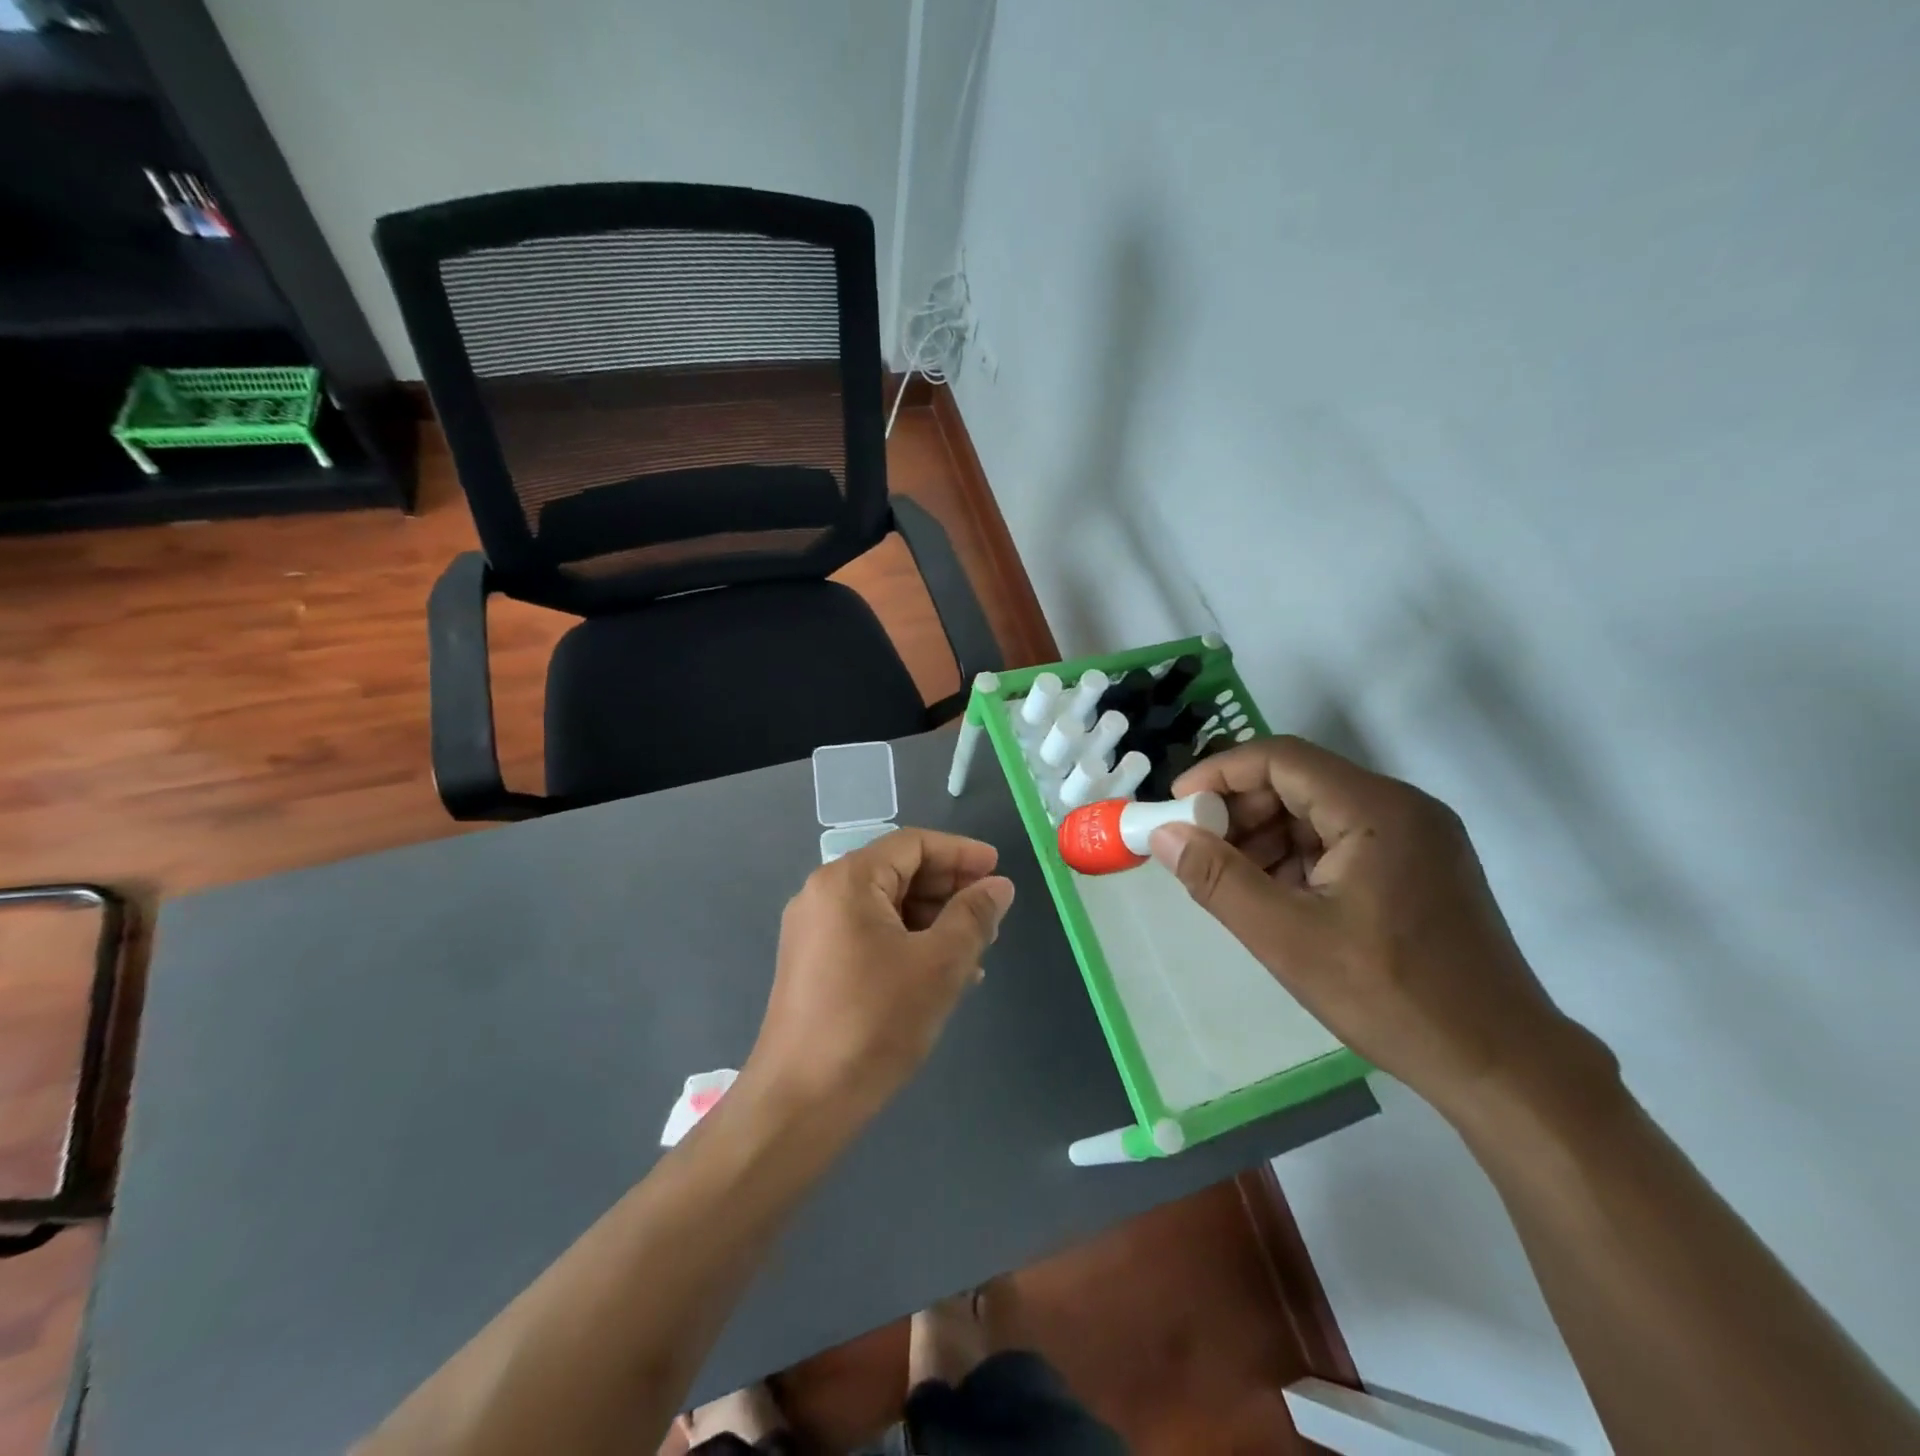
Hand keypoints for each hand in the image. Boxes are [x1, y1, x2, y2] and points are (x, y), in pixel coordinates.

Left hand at [748, 828, 1015, 1120]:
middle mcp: (823, 894)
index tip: (999, 871)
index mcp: (847, 880)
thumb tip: (998, 886)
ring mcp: (814, 931)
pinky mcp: (814, 965)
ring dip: (933, 920)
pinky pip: (870, 935)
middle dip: (949, 889)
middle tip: (992, 914)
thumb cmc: (874, 1021)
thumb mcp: (939, 964)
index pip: (913, 844)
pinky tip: (941, 973)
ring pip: (886, 907)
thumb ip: (974, 916)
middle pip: (898, 872)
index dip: (961, 854)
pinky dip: (908, 942)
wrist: (801, 1103)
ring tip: (975, 949)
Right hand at [1153, 736, 1608, 1122]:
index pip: (1281, 758)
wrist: (1504, 1066)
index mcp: (1376, 810)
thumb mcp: (1286, 938)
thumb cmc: (1390, 997)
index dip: (1219, 774)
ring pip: (1320, 812)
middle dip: (1241, 811)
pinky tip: (1278, 898)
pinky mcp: (1422, 867)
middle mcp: (1403, 807)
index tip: (1176, 807)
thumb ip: (1218, 879)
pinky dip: (1300, 858)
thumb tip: (1163, 835)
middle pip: (1300, 781)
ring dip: (1267, 837)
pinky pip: (1344, 840)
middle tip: (1201, 852)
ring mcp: (1419, 837)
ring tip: (1234, 883)